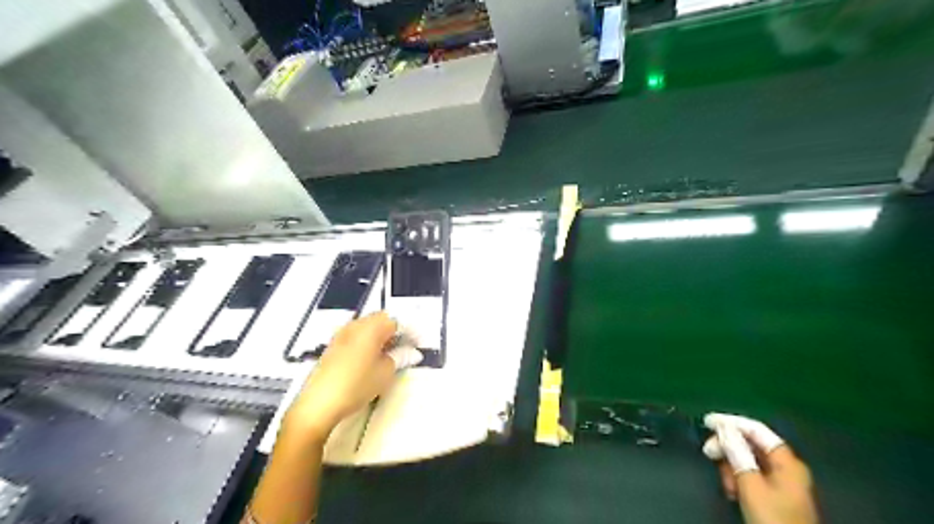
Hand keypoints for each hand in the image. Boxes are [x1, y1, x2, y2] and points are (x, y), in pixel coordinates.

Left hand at [281, 311, 420, 442]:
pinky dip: (369, 340)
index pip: (397, 321)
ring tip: (392, 352)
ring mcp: (342, 333)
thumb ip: (400, 357)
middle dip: (396, 330)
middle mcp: (356, 324)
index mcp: (372, 327)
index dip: (411, 331)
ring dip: (382, 334)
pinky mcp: (334, 345)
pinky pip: (357, 334)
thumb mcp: (385, 372)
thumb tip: (412, 353)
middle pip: (382, 319)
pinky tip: (373, 356)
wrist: (319, 403)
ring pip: (368, 326)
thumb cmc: (357, 385)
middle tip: (408, 346)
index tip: (420, 343)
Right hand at [710, 413, 819, 523]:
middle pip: (751, 444)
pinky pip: (752, 474)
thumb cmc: (773, 519)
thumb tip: (724, 427)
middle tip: (708, 452)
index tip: (707, 421)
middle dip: (728, 447)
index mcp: (787, 461)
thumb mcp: (751, 485)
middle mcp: (786, 467)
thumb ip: (737, 453)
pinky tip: (732, 490)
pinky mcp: (775, 494)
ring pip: (749, 460)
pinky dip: (739, 477)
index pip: (756, 429)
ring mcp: (782, 481)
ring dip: (732, 466)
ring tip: (725, 483)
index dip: (730, 422)